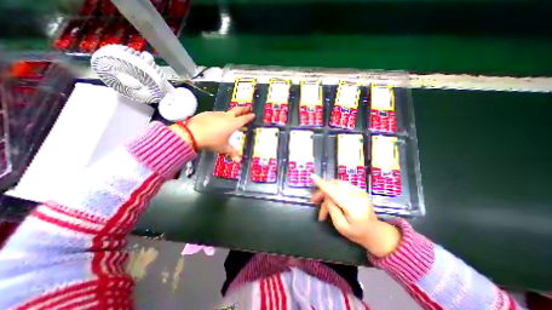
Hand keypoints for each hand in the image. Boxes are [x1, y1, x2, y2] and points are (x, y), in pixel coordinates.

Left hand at [185, 105, 253, 160]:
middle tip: (248, 107)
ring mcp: (217, 114)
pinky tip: (216, 122)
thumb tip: (239, 160)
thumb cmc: (212, 141)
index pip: (244, 119)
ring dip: (231, 114)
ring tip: (231, 117)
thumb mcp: (224, 147)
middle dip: (244, 109)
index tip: (253, 114)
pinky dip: (220, 117)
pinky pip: (217, 115)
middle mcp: (227, 117)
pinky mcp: (208, 113)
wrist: (193, 134)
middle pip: (237, 110)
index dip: (249, 117)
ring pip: (226, 112)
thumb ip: (232, 152)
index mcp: (234, 124)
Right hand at [309, 176, 401, 257]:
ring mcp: (359, 191)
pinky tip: (330, 202)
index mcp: (354, 206)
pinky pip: (341, 187)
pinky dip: (333, 192)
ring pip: (336, 185)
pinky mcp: (358, 190)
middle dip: (322, 191)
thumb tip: (326, 196)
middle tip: (314, 201)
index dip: (322, 184)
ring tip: (321, 205)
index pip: (335, 192)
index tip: (312, 176)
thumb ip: (332, 209)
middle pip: (334, 185)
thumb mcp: (341, 226)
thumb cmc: (357, 234)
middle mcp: (357, 195)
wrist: (376, 232)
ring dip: (327, 192)